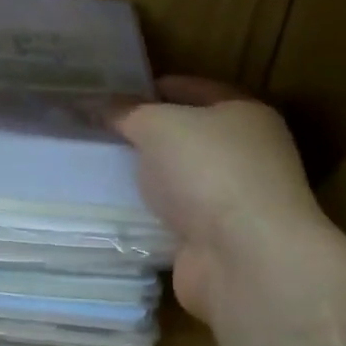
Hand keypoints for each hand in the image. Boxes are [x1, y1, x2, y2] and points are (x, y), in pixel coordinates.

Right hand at [114, 77, 329, 324]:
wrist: (244, 258)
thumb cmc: (209, 172)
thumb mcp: (159, 126)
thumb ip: (127, 113)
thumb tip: (101, 105)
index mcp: (245, 114)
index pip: (194, 88)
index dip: (152, 88)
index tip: (111, 95)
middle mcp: (247, 154)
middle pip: (187, 136)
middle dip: (146, 135)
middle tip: (99, 133)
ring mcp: (234, 200)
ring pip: (179, 179)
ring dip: (147, 178)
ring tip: (99, 171)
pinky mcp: (217, 239)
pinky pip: (174, 217)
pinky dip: (150, 215)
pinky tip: (117, 211)